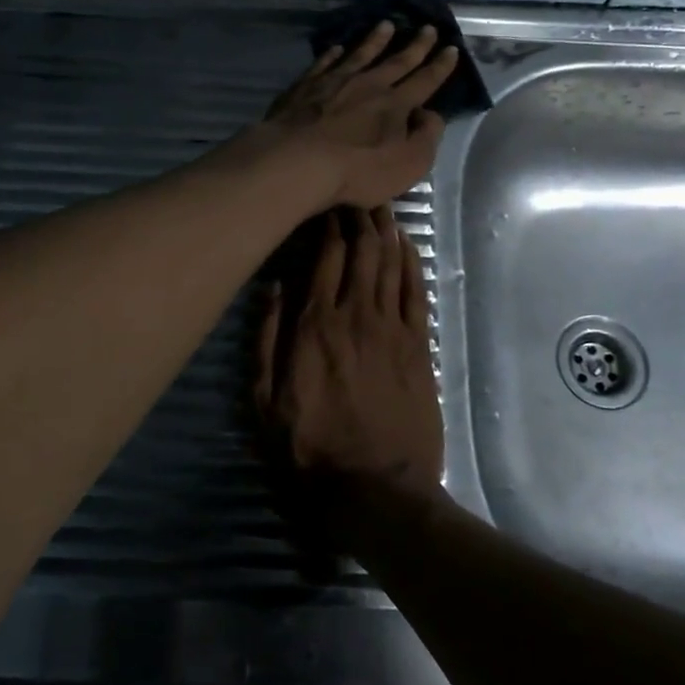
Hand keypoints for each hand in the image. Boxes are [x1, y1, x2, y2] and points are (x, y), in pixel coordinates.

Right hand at [254, 207, 444, 501]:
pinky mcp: (419, 346)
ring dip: (385, 230)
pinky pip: (416, 292)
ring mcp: (392, 329)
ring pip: (390, 263)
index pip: (324, 258)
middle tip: (354, 194)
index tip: (325, 204)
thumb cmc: (310, 449)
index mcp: (314, 326)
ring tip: (379, 204)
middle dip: (358, 216)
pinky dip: (411, 262)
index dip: (327, 225)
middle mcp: (355, 316)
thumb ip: (266, 340)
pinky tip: (405, 243)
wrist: (376, 490)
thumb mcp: (265, 402)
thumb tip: (272, 286)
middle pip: (361, 251)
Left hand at [259, 23, 458, 208]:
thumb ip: (426, 137)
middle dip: (415, 46)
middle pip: (396, 62)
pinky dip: (332, 55)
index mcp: (396, 104)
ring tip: (386, 25)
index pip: (425, 81)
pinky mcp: (304, 88)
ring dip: (375, 40)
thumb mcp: (409, 163)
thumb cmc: (358, 170)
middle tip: (427, 27)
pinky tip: (336, 48)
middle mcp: (368, 85)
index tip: (451, 48)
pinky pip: (323, 64)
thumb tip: (430, 114)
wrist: (298, 161)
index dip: (440, 66)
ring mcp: (334, 82)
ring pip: (360, 55)